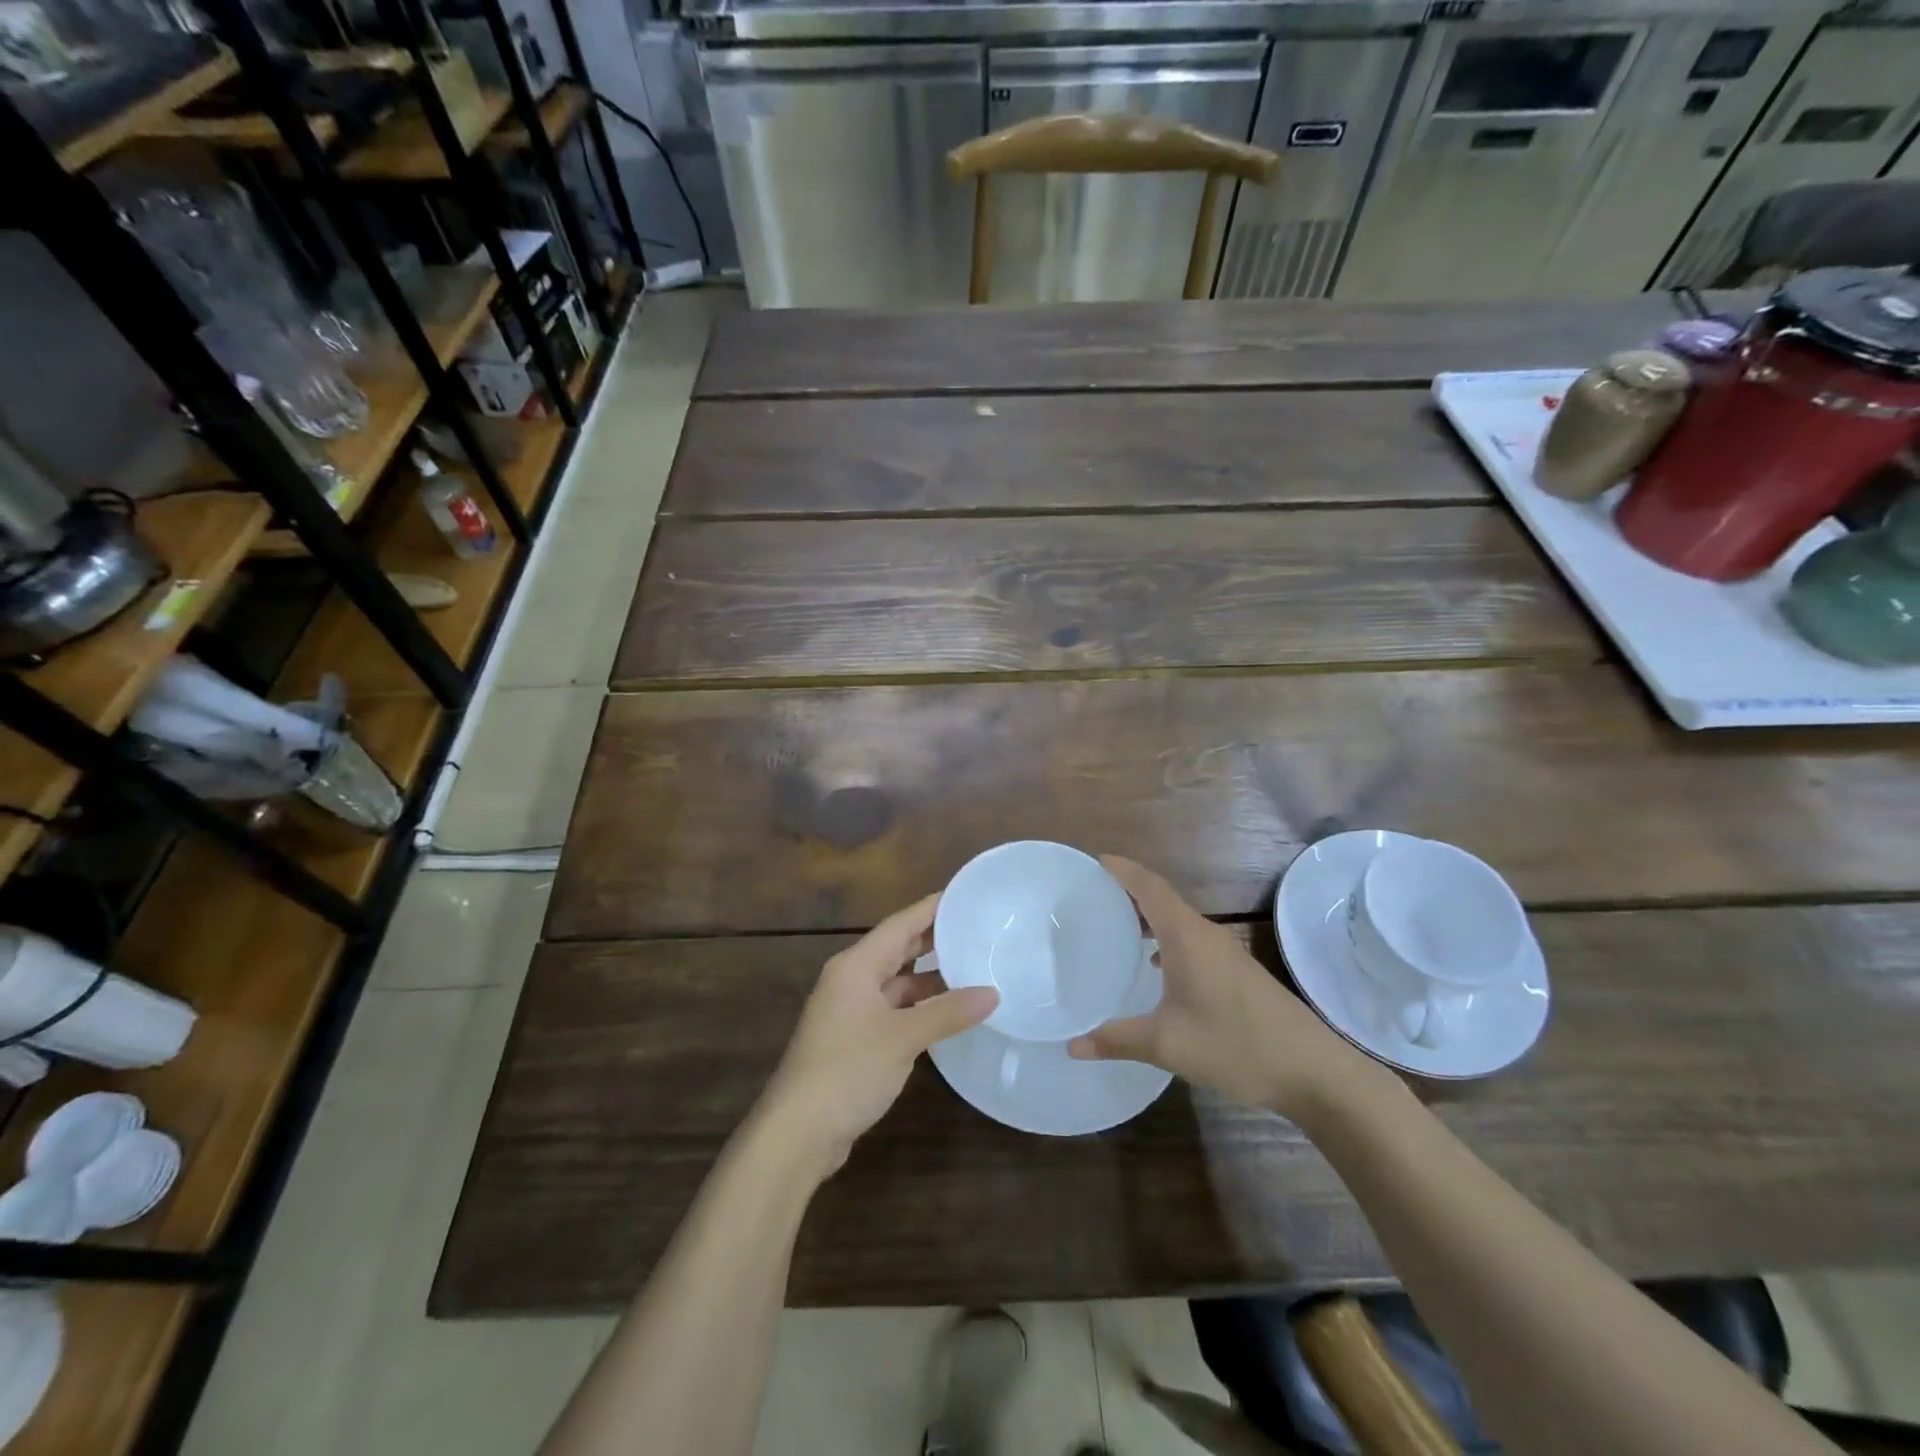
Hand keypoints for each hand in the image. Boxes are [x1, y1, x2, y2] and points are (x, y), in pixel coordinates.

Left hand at [758, 893, 997, 1175]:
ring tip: (972, 970)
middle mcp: (851, 980)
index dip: (932, 908)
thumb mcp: (904, 1037)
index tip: (965, 895)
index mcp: (856, 966)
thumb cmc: (848, 1069)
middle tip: (976, 929)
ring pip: (896, 983)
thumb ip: (948, 1012)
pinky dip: (919, 1007)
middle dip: (934, 940)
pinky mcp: (854, 1040)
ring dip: (929, 978)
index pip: (900, 924)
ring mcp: (850, 1012)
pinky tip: (946, 1013)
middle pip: (897, 950)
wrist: (798, 1132)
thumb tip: (993, 993)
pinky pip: (893, 1010)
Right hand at [1068, 857, 1366, 1117]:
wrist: (1312, 1070)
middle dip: (1128, 890)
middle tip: (1091, 896)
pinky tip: (1153, 966)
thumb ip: (1117, 1040)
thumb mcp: (1167, 1045)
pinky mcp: (1236, 971)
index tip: (1093, 862)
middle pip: (1162, 898)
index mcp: (1186, 937)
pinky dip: (1165, 938)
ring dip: (1148, 915)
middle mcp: (1205, 934)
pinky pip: (1191, 939)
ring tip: (1115, 925)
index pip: (1149, 887)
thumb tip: (1072, 1046)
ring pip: (1178, 920)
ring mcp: (1225, 952)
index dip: (1122, 870)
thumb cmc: (1236, 1046)